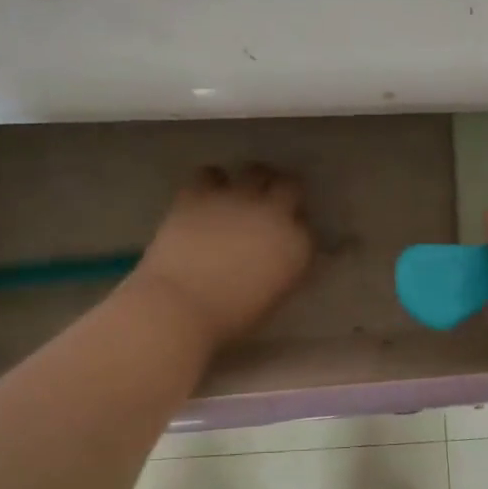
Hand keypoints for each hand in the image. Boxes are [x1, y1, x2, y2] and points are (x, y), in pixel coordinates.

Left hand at [126, 165, 313, 350]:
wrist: (179, 306)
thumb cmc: (230, 317)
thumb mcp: (273, 297)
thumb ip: (283, 269)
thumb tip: (279, 256)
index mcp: (296, 245)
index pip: (308, 225)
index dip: (296, 227)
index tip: (286, 236)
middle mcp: (274, 213)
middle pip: (291, 185)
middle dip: (284, 191)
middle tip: (270, 204)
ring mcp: (236, 198)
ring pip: (256, 170)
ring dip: (252, 180)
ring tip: (240, 194)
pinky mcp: (200, 193)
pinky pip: (210, 173)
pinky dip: (210, 183)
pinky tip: (206, 196)